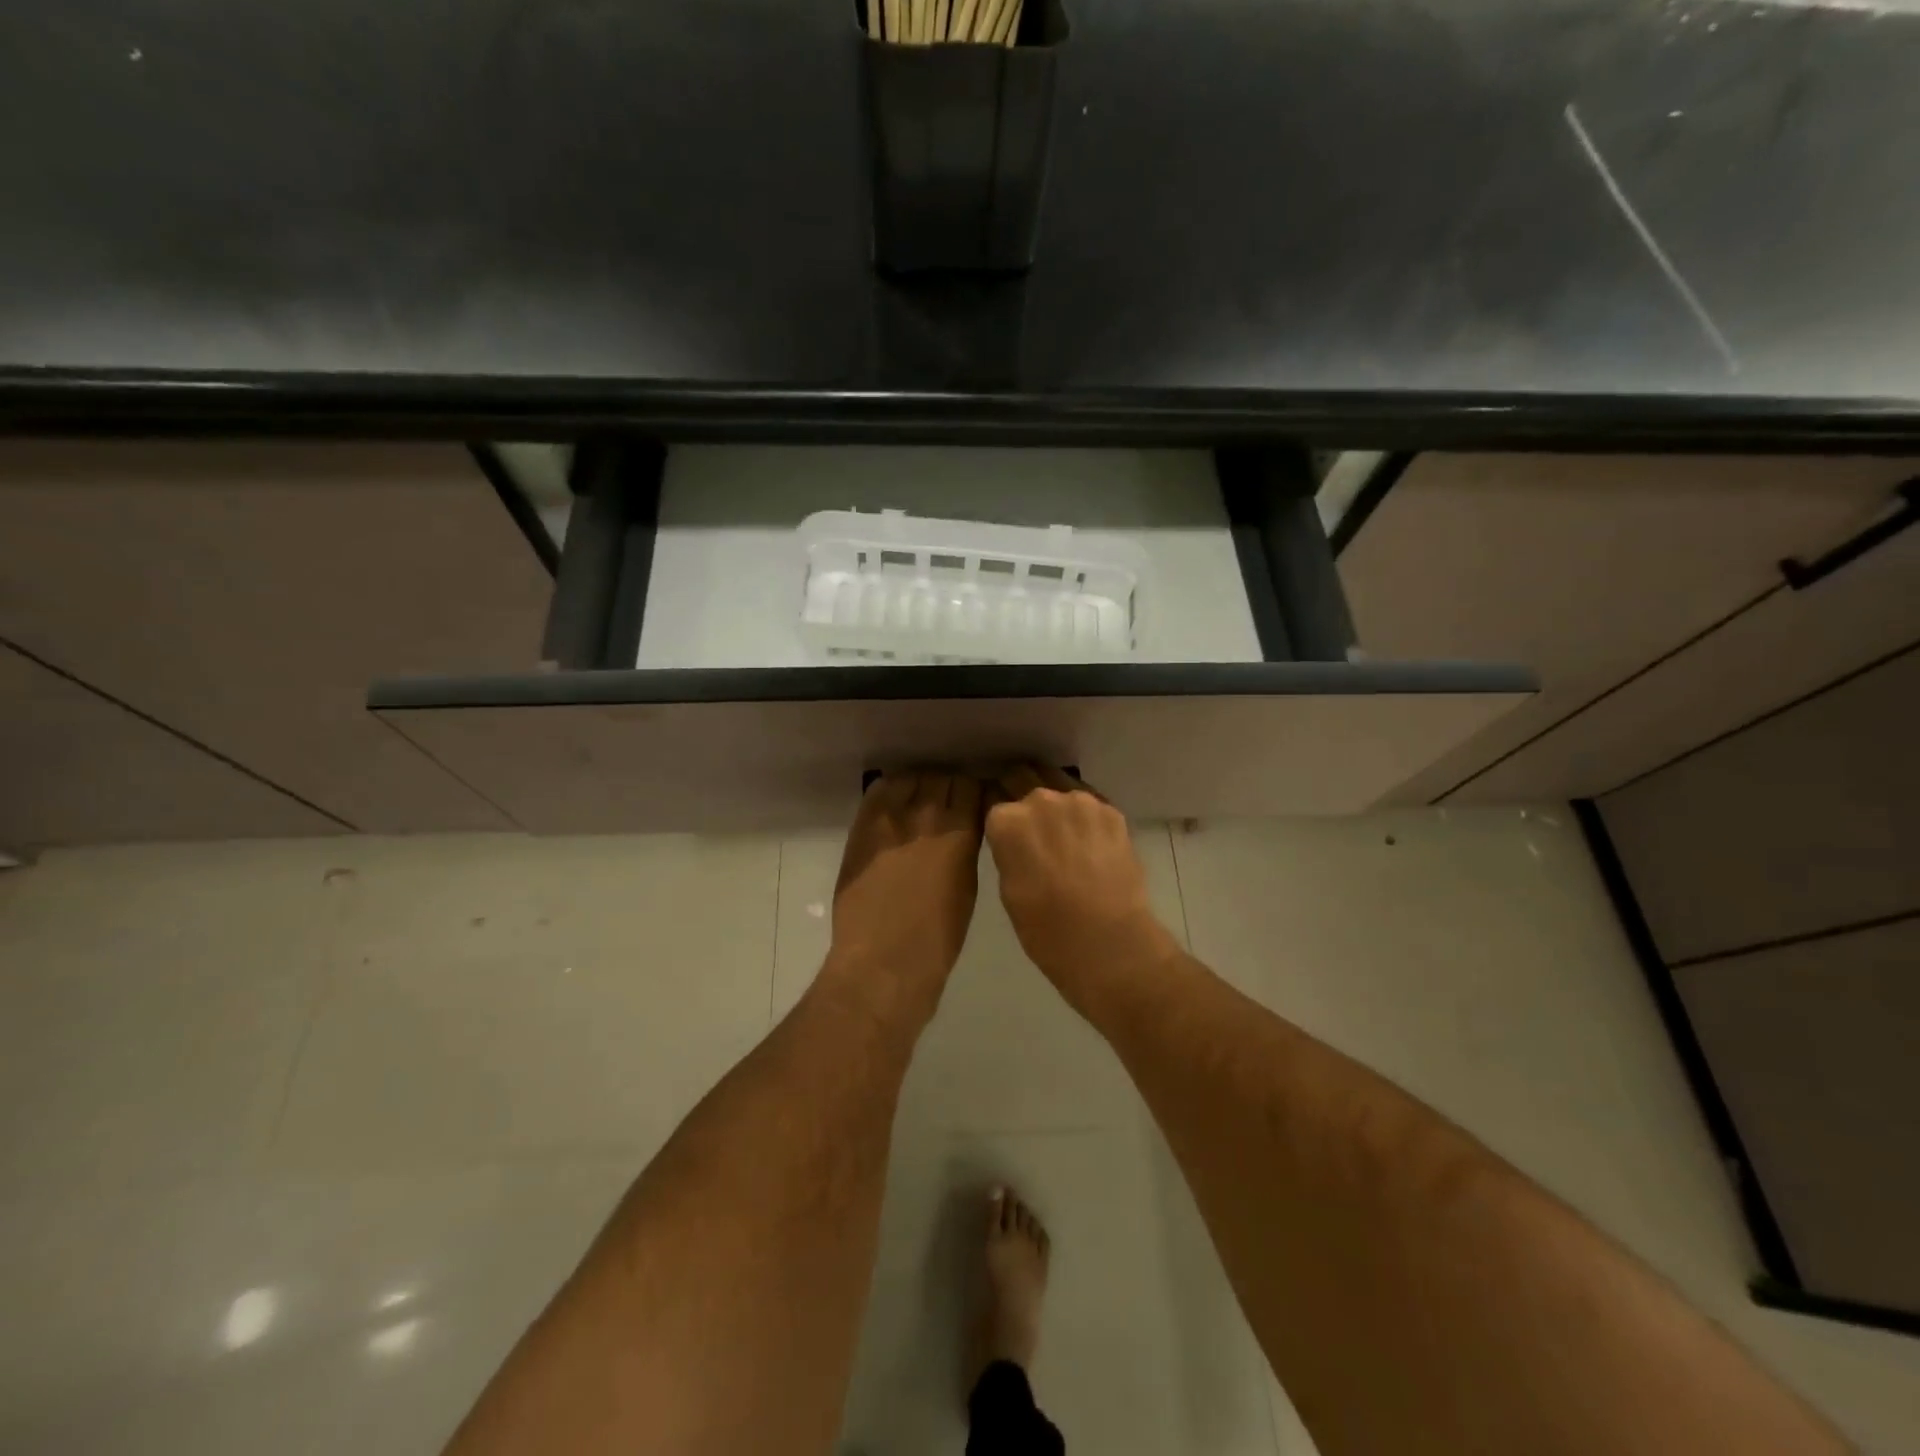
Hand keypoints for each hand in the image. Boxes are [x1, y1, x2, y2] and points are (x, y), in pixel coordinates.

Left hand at [825, 770, 983, 1020]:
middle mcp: (927, 814)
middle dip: (947, 787)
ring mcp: (891, 817)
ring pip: (910, 778)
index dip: (972, 793)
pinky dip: (890, 791)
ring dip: (919, 786)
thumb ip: (965, 847)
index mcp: (961, 831)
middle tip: (945, 805)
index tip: (971, 803)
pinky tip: (893, 806)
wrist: (884, 960)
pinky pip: (878, 791)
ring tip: (918, 803)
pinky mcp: (863, 826)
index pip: (971, 786)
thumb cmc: (938, 936)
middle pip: (942, 777)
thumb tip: (960, 830)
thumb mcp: (967, 885)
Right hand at [984, 765, 1181, 1011]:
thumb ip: (1009, 851)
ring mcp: (1080, 801)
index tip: (1004, 832)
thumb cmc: (1046, 929)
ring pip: (1059, 787)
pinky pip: (1090, 804)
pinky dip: (1085, 817)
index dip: (998, 819)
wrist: (1109, 943)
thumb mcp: (1009, 889)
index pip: (994, 805)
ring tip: (1064, 833)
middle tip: (1031, 827)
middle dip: (1022, 797)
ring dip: (1056, 804)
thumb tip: (1018, 840)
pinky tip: (1089, 841)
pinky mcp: (1111, 810)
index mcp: (1007, 821)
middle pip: (1023, 779)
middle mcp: (1040, 799)